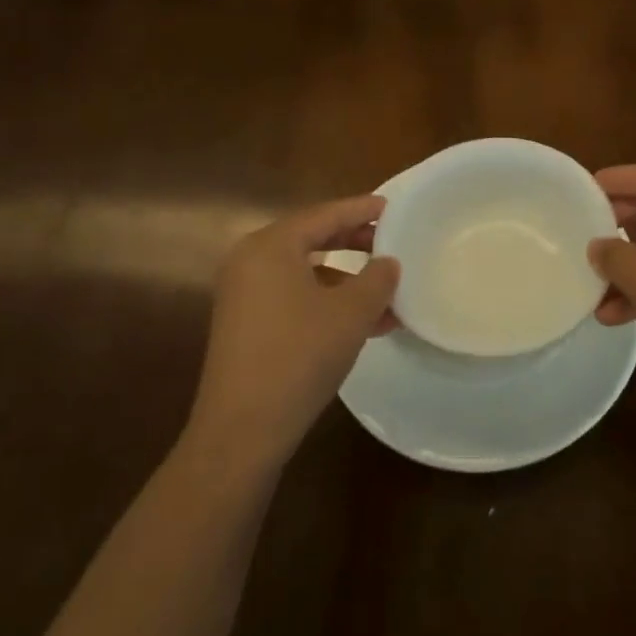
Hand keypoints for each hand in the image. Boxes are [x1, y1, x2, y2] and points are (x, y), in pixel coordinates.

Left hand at [189, 195, 399, 468]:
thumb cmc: (300, 356)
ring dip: (347, 280)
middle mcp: (250, 261)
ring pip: (305, 272)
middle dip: (354, 242)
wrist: (243, 428)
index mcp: (271, 246)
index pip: (324, 215)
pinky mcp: (245, 324)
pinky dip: (327, 302)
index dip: (361, 210)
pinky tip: (362, 324)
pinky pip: (293, 296)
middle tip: (391, 243)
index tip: (392, 207)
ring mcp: (243, 294)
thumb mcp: (351, 314)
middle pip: (311, 239)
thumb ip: (377, 280)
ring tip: (387, 296)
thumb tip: (388, 263)